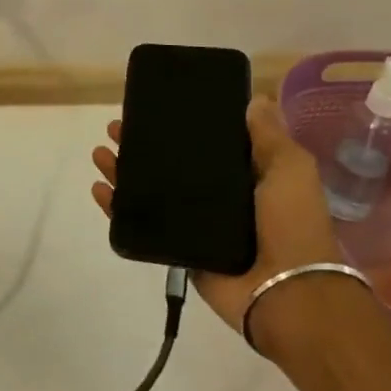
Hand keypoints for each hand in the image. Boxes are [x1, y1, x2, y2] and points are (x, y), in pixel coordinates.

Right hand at [90, 96, 341, 350]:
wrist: (288, 292)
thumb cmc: (291, 223)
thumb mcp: (290, 168)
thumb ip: (269, 136)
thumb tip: (255, 98)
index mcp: (244, 174)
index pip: (203, 142)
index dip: (179, 124)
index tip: (155, 105)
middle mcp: (217, 196)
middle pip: (169, 163)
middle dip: (140, 144)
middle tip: (116, 128)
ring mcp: (194, 223)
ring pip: (149, 190)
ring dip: (122, 170)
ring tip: (101, 153)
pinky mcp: (178, 248)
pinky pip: (141, 224)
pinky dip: (116, 207)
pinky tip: (99, 190)